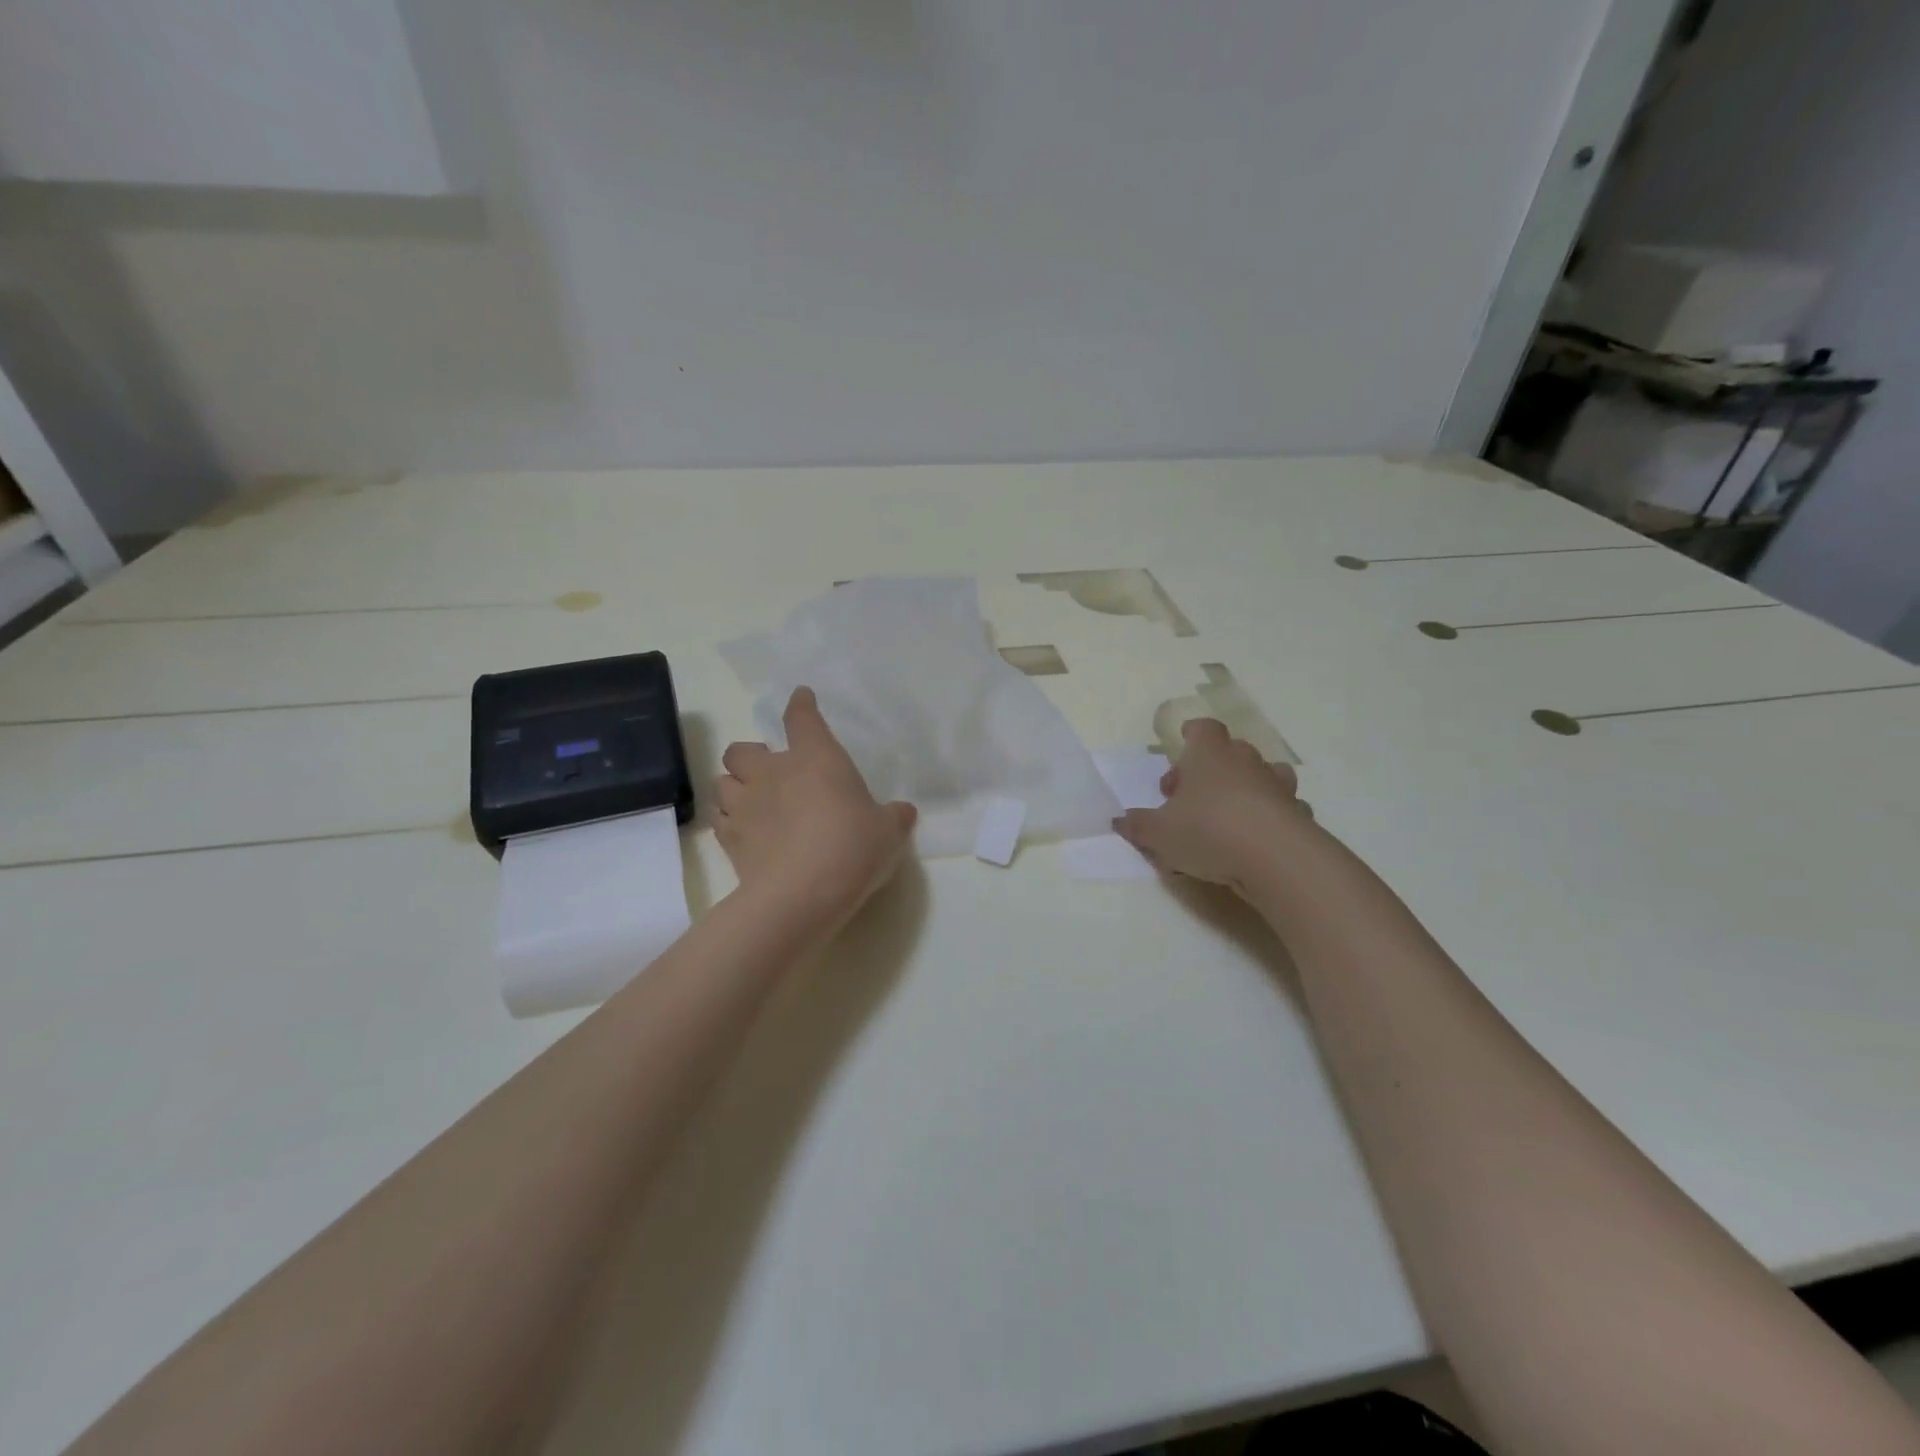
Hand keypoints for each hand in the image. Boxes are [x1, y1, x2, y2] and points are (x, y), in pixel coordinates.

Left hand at [715, 687, 917, 923]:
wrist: (801, 895)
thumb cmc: (852, 849)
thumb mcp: (888, 833)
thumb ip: (894, 817)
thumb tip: (903, 812)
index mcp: (816, 758)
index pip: (802, 718)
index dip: (801, 704)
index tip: (801, 697)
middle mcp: (773, 772)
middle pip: (743, 749)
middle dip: (751, 755)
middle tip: (769, 772)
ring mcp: (745, 804)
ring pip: (722, 782)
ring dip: (735, 787)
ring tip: (751, 802)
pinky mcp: (729, 839)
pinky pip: (719, 819)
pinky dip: (728, 820)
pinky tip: (743, 832)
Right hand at [1112, 719, 1311, 894]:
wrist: (1276, 858)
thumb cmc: (1208, 831)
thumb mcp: (1158, 833)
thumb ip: (1138, 825)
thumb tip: (1120, 820)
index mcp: (1209, 755)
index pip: (1203, 729)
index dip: (1193, 733)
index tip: (1183, 741)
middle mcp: (1246, 761)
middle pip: (1230, 751)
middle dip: (1211, 768)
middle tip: (1190, 796)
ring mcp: (1277, 786)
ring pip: (1262, 775)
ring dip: (1245, 788)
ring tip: (1228, 813)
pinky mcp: (1299, 814)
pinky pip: (1283, 807)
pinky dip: (1270, 816)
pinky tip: (1257, 838)